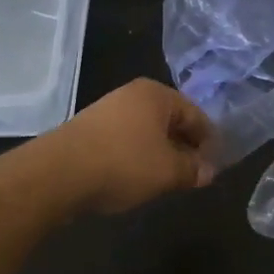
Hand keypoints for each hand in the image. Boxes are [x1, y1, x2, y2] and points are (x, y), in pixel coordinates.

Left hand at [43, 79, 216, 214]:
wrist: (58, 174)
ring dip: (160, 153)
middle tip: (194, 174)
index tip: (215, 166)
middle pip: (170, 121)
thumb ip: (193, 169)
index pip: (196, 115)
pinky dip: (137, 156)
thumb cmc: (123, 164)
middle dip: (184, 146)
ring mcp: (108, 110)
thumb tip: (209, 171)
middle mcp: (133, 94)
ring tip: (167, 179)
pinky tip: (137, 177)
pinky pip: (125, 140)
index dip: (209, 141)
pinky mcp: (89, 129)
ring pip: (147, 132)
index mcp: (157, 94)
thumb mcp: (168, 171)